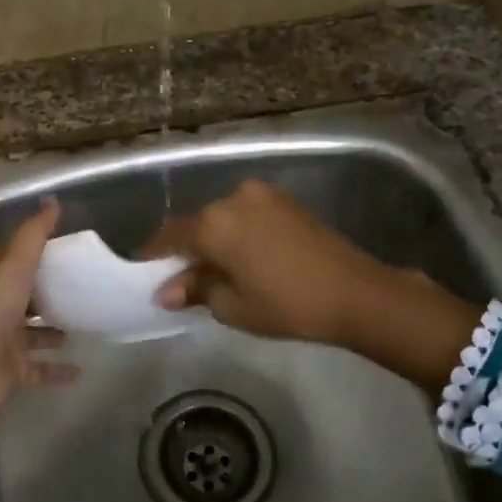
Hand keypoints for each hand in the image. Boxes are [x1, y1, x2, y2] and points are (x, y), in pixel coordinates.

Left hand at [0, 201, 71, 484]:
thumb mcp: (15, 264)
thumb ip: (33, 234)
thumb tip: (52, 201)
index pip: (10, 259)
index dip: (31, 250)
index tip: (62, 245)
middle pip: (23, 296)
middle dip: (46, 291)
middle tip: (80, 285)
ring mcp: (3, 341)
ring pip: (32, 332)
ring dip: (53, 330)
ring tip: (83, 322)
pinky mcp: (12, 370)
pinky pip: (39, 369)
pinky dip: (58, 370)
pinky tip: (81, 369)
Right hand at [146, 180, 392, 344]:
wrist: (356, 292)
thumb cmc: (287, 304)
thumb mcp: (233, 306)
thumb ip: (196, 290)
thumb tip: (166, 291)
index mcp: (214, 223)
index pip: (170, 236)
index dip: (154, 256)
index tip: (145, 274)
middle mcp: (233, 198)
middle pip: (197, 224)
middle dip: (186, 250)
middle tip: (182, 281)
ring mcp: (262, 195)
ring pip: (223, 218)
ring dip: (213, 240)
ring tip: (216, 272)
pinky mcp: (285, 201)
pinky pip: (246, 215)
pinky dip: (237, 233)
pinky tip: (243, 258)